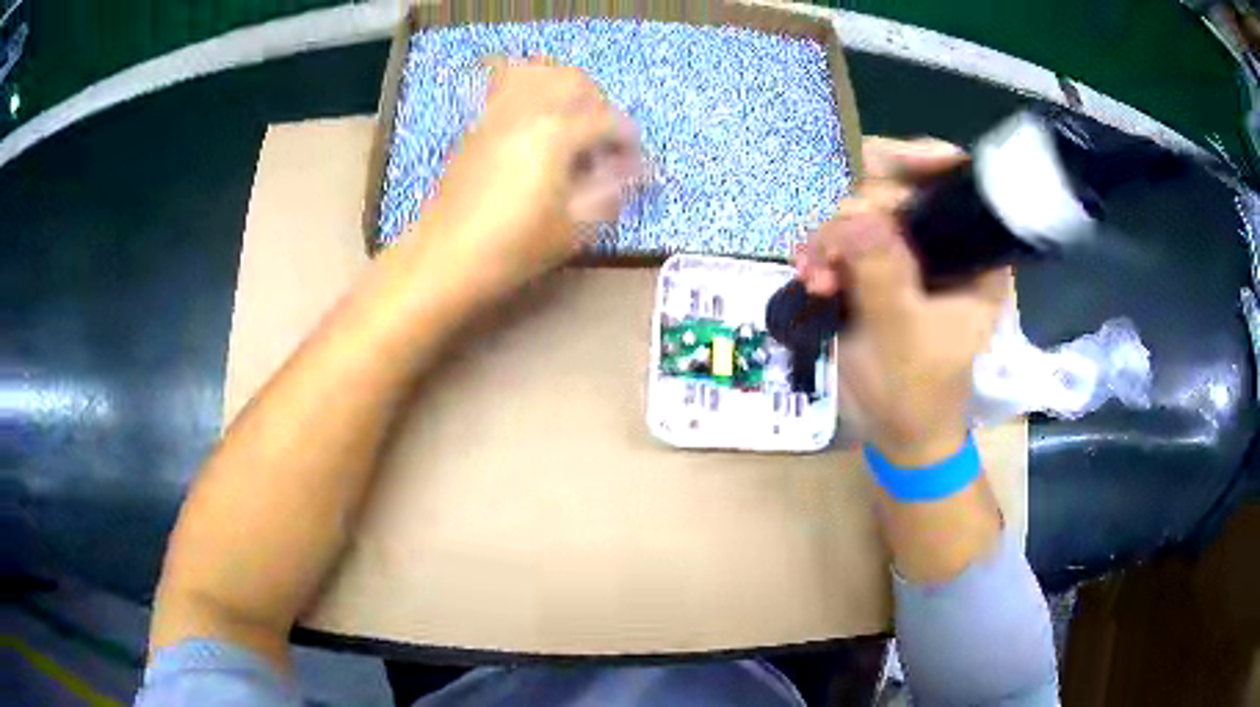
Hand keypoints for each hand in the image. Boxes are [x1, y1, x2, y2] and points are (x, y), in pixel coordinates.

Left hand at [418, 57, 643, 298]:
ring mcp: (497, 112)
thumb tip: (634, 169)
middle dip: (599, 103)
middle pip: (575, 79)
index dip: (630, 141)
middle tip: (602, 139)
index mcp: (556, 133)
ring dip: (563, 87)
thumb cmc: (511, 248)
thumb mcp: (574, 228)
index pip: (609, 120)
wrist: (444, 258)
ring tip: (569, 119)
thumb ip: (611, 190)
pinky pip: (504, 84)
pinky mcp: (477, 123)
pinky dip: (527, 86)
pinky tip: (533, 116)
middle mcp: (527, 110)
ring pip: (538, 71)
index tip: (635, 166)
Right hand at [796, 137, 1011, 466]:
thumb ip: (883, 273)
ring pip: (865, 210)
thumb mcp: (902, 335)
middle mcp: (945, 243)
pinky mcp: (880, 265)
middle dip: (859, 211)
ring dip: (833, 236)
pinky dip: (824, 250)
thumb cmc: (916, 393)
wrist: (896, 432)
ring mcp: (909, 252)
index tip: (877, 165)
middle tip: (831, 249)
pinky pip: (846, 236)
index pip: (957, 182)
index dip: (921, 160)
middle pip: (900, 188)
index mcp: (975, 256)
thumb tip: (853, 214)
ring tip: (815, 275)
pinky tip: (810, 275)